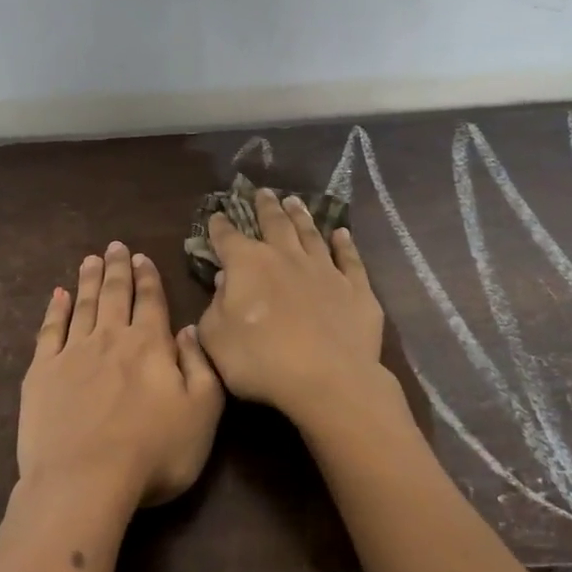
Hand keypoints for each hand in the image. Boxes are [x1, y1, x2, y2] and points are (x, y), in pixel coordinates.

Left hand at [19, 242, 223, 512]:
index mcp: (149, 345)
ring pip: (83, 305)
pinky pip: (49, 330)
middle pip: (115, 294)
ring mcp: (72, 353)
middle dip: (117, 268)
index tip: (142, 257)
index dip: (148, 277)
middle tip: (116, 246)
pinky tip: (58, 295)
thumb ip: (201, 366)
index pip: (150, 301)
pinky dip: (54, 309)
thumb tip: (189, 329)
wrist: (84, 482)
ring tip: (91, 259)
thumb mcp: (202, 413)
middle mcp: (110, 338)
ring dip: (88, 280)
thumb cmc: (153, 453)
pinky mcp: (41, 373)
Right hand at [196, 190, 407, 435]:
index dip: (220, 226)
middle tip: (263, 192)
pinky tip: (342, 234)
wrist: (328, 379)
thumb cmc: (261, 361)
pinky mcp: (356, 289)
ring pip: (311, 234)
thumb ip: (215, 307)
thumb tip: (225, 282)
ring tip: (294, 201)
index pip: (228, 239)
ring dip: (301, 216)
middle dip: (265, 207)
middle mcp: (287, 257)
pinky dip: (345, 244)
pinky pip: (350, 260)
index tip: (217, 215)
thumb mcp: (216, 338)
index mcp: (248, 266)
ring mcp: (325, 270)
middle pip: (275, 224)